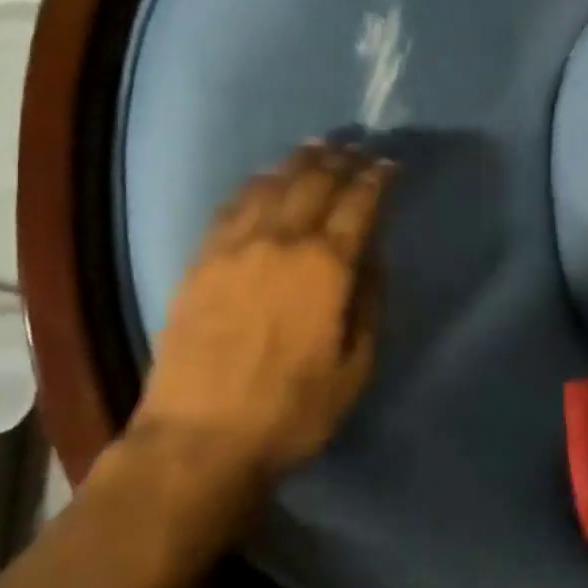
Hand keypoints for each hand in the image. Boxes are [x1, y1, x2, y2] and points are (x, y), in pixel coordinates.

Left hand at [131, 142, 394, 478]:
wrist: (199, 439)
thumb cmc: (291, 411)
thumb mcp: (355, 368)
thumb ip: (369, 305)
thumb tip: (372, 260)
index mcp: (326, 267)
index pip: (358, 204)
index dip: (377, 179)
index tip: (388, 165)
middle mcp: (282, 242)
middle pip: (315, 183)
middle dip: (340, 160)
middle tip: (354, 148)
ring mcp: (235, 247)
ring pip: (271, 185)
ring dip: (298, 162)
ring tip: (315, 149)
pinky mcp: (202, 260)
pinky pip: (231, 206)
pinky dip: (255, 184)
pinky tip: (263, 180)